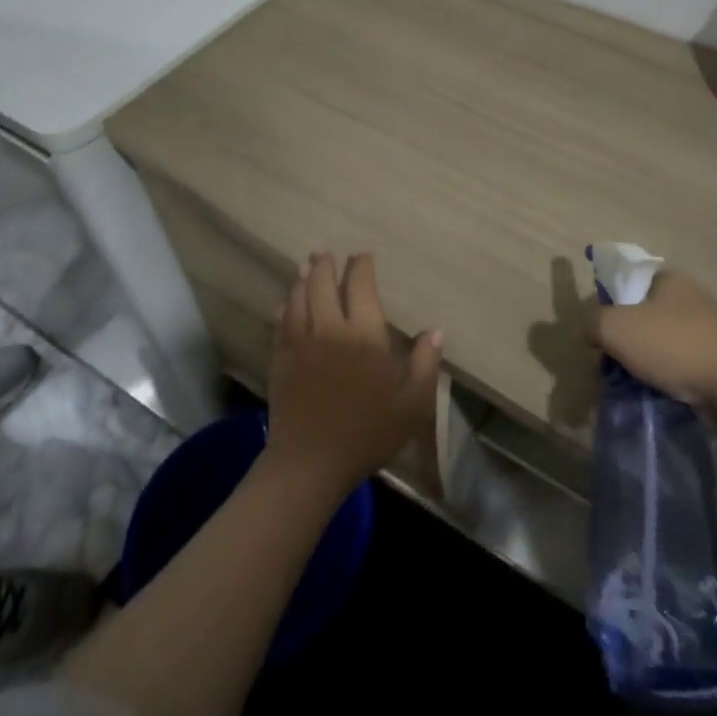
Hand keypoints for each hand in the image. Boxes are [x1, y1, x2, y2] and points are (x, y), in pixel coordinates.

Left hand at [265, 253, 442, 495]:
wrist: (311, 461)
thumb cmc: (368, 431)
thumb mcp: (411, 402)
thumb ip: (425, 363)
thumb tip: (435, 330)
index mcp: (365, 334)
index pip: (361, 286)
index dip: (361, 267)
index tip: (363, 256)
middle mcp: (330, 328)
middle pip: (323, 284)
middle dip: (326, 265)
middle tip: (327, 254)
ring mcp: (301, 342)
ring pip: (298, 298)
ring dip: (303, 279)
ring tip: (306, 266)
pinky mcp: (281, 359)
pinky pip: (281, 322)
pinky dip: (285, 306)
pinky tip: (286, 303)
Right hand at [585, 269, 716, 415]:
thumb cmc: (673, 346)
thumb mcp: (615, 327)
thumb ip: (592, 322)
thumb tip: (590, 330)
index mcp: (669, 279)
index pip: (627, 283)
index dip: (606, 306)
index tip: (598, 334)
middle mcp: (688, 299)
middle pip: (639, 317)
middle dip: (621, 342)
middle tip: (607, 366)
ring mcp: (704, 331)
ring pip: (655, 345)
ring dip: (639, 364)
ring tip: (627, 387)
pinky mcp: (714, 362)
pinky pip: (675, 367)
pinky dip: (661, 380)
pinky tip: (651, 396)